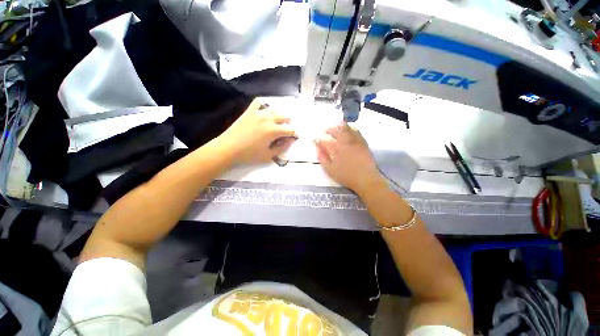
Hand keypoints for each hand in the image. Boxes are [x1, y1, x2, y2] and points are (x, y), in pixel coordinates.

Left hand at [218, 99, 296, 163]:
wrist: (228, 149)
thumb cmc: (249, 155)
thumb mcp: (268, 155)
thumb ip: (282, 148)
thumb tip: (290, 141)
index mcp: (274, 131)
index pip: (290, 130)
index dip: (294, 134)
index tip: (292, 138)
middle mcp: (268, 119)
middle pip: (285, 117)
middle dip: (289, 123)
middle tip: (286, 131)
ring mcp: (258, 113)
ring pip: (275, 109)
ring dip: (280, 115)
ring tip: (278, 122)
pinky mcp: (249, 111)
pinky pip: (258, 103)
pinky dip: (264, 105)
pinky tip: (265, 110)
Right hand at [316, 122, 382, 193]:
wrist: (366, 179)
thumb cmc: (346, 176)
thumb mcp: (330, 170)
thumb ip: (323, 158)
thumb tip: (318, 149)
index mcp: (336, 149)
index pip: (325, 141)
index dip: (319, 139)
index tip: (316, 139)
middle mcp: (345, 142)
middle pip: (336, 131)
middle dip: (329, 129)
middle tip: (326, 130)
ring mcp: (355, 142)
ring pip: (347, 129)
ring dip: (340, 126)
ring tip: (337, 125)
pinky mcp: (363, 143)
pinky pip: (357, 132)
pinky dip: (352, 128)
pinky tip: (351, 128)